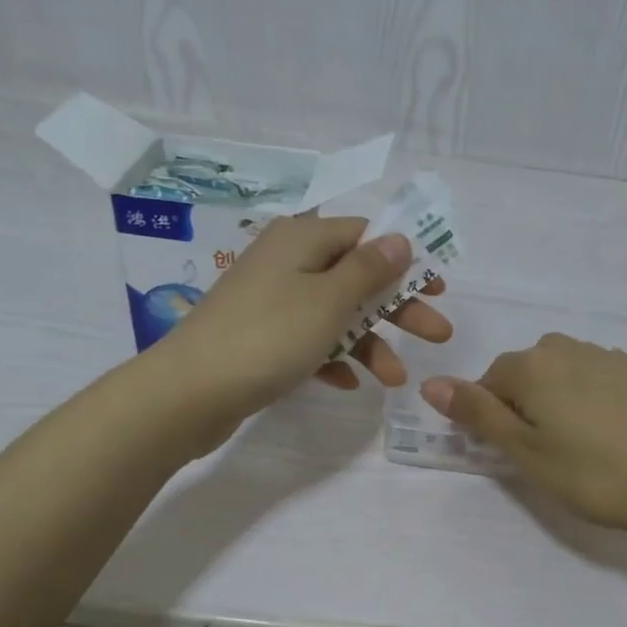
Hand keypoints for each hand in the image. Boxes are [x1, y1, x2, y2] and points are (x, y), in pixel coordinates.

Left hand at [154, 212, 450, 433]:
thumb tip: (399, 238)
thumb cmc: (268, 336)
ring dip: (368, 343)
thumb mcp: (329, 300)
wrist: (189, 392)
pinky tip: (348, 383)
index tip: (437, 288)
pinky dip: (332, 358)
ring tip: (394, 379)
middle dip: (397, 308)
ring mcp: (271, 300)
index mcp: (302, 239)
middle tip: (438, 336)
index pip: (365, 235)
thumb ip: (368, 269)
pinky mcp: (260, 337)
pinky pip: (308, 340)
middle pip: (355, 277)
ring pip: (334, 314)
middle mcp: (286, 261)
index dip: (405, 260)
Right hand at [419, 333, 626, 544]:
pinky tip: (610, 436)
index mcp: (532, 364)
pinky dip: (588, 401)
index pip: (487, 383)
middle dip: (522, 407)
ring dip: (555, 403)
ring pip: (559, 374)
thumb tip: (429, 382)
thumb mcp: (525, 452)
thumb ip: (476, 414)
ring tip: (579, 447)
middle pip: (524, 374)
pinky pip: (593, 379)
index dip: (491, 420)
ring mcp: (607, 356)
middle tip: (545, 455)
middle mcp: (566, 347)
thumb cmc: (595, 474)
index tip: (514, 455)